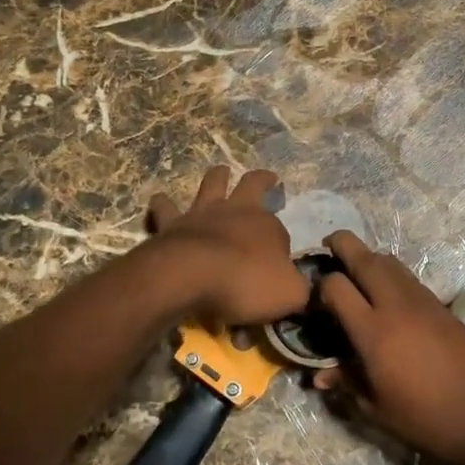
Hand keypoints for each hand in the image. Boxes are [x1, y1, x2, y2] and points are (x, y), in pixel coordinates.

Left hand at [145, 166, 309, 324]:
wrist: (191, 276)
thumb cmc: (246, 283)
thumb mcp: (289, 294)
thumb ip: (300, 289)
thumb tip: (303, 288)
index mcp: (268, 225)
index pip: (281, 232)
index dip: (281, 247)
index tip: (280, 265)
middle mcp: (237, 210)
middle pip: (252, 184)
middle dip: (261, 180)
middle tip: (267, 177)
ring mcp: (203, 213)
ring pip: (212, 183)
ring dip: (217, 176)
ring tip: (220, 171)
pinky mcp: (173, 223)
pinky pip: (166, 208)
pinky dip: (164, 203)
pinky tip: (160, 199)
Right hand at [313, 231, 464, 464]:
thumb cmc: (424, 419)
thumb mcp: (376, 408)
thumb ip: (347, 382)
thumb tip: (319, 376)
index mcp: (373, 332)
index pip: (336, 286)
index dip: (321, 286)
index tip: (317, 298)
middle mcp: (395, 306)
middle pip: (364, 258)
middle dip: (342, 245)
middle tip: (330, 245)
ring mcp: (422, 301)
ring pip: (390, 261)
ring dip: (369, 257)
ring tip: (358, 268)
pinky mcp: (442, 305)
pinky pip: (410, 277)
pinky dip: (392, 274)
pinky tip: (389, 292)